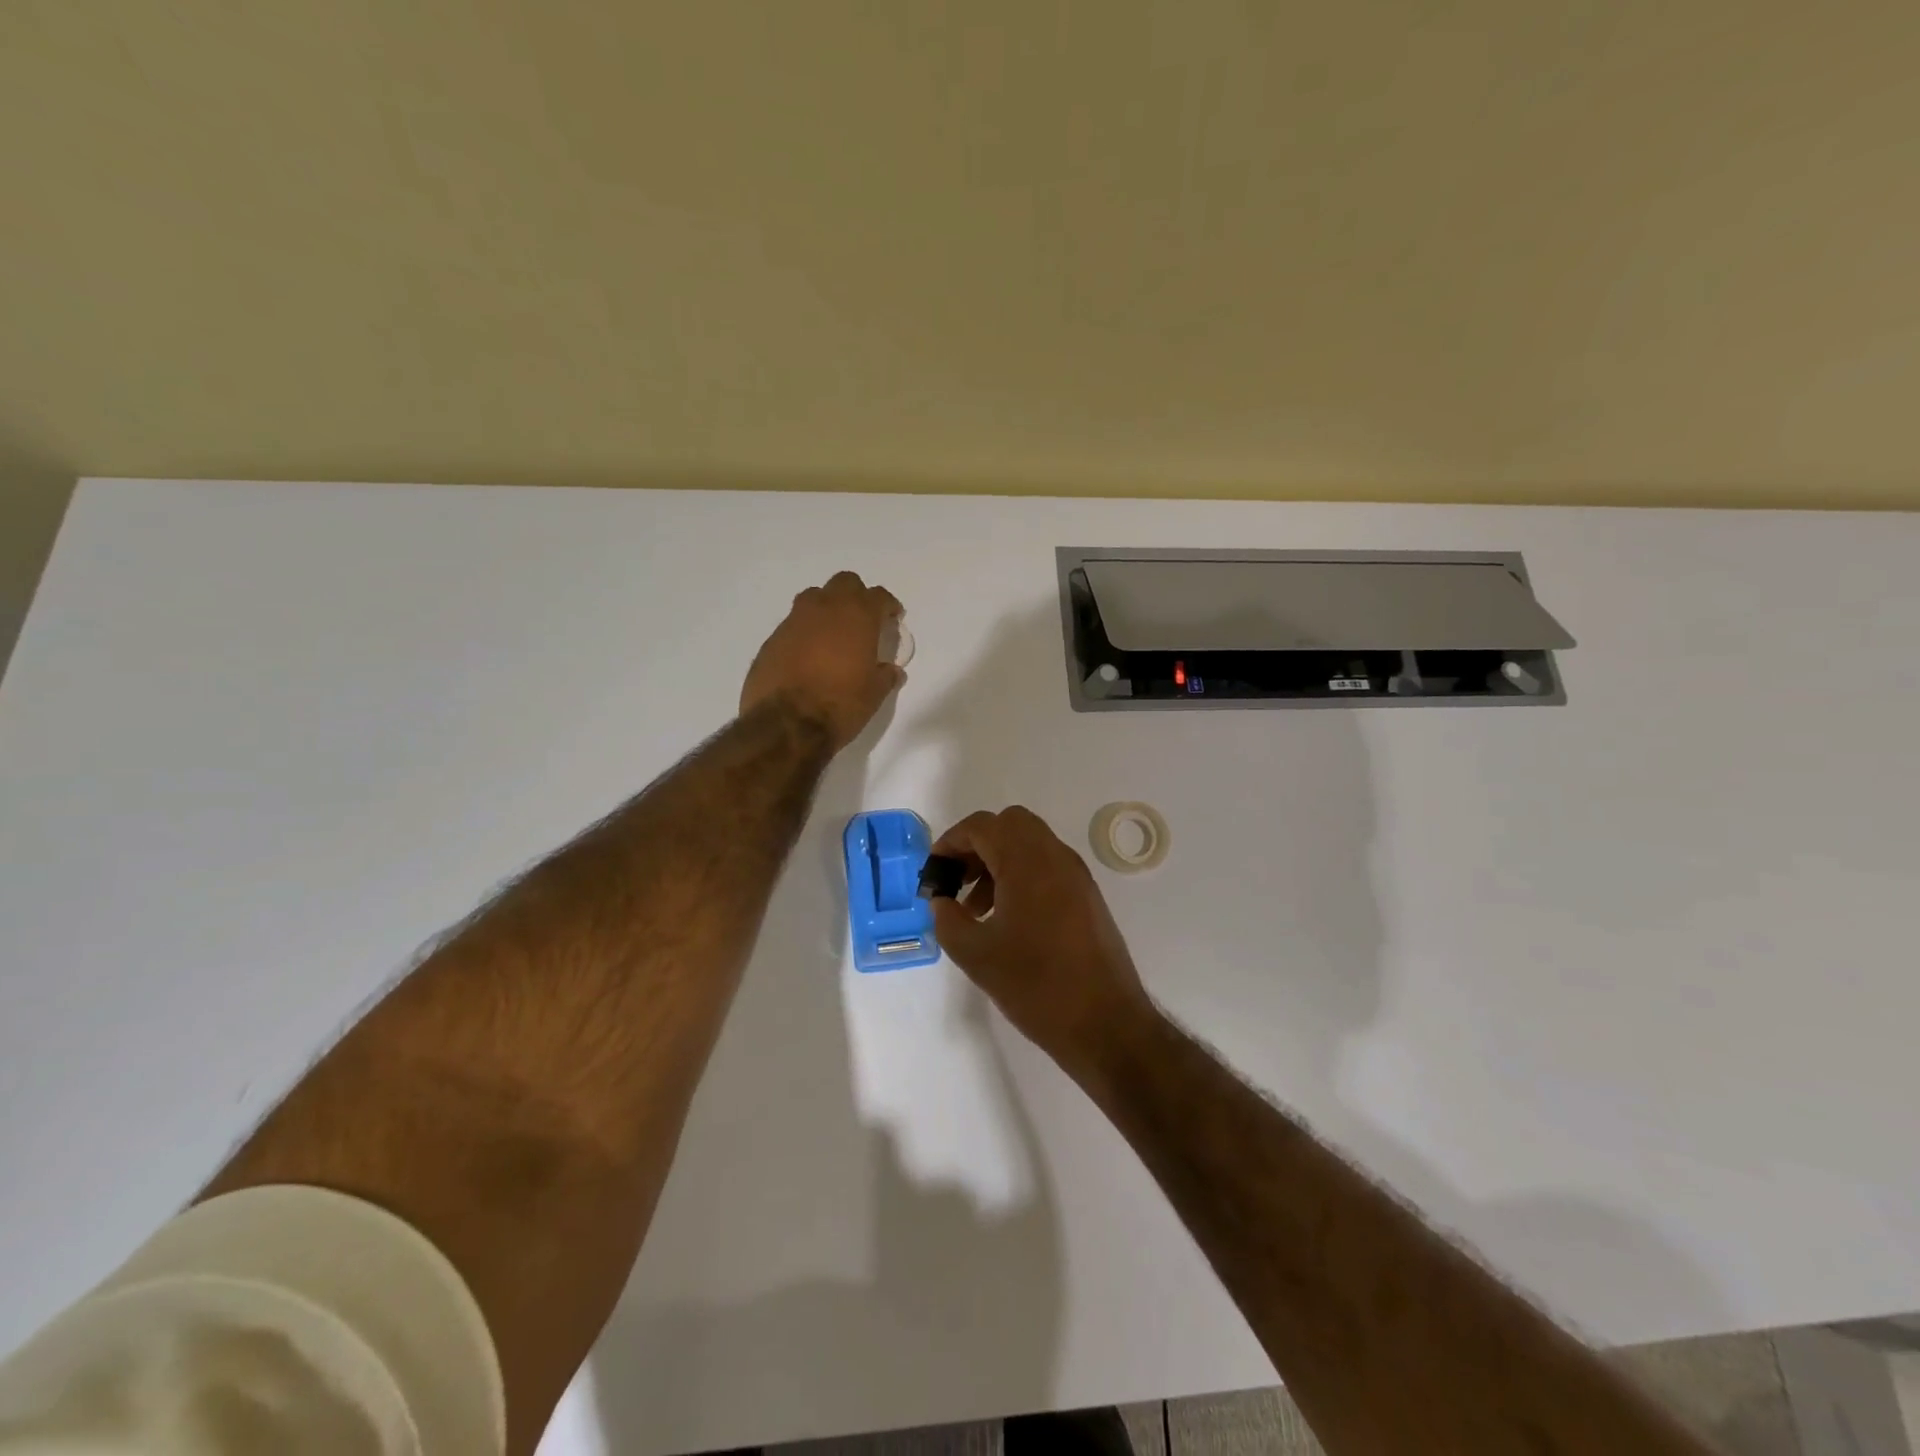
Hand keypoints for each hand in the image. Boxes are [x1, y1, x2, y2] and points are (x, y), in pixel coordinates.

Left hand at [741, 572, 904, 751]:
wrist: (786, 724)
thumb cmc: (840, 705)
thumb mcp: (874, 694)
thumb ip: (885, 676)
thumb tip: (891, 670)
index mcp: (857, 617)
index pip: (878, 596)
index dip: (888, 606)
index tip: (892, 618)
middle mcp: (825, 609)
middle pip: (844, 583)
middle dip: (856, 596)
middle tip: (862, 620)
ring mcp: (794, 621)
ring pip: (814, 597)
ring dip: (827, 608)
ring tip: (833, 633)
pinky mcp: (772, 639)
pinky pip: (793, 624)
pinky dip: (805, 632)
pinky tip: (808, 655)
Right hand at [930, 806, 1156, 1077]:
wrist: (1105, 1023)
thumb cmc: (1036, 985)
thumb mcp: (976, 955)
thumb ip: (948, 919)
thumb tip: (942, 901)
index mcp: (1027, 861)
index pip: (982, 826)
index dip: (950, 842)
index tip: (934, 875)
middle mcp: (1055, 856)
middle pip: (1009, 825)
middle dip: (977, 846)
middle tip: (957, 882)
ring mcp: (1076, 875)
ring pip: (1030, 845)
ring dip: (998, 862)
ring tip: (977, 909)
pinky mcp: (1087, 896)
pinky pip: (1047, 866)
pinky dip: (1021, 876)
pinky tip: (1007, 920)